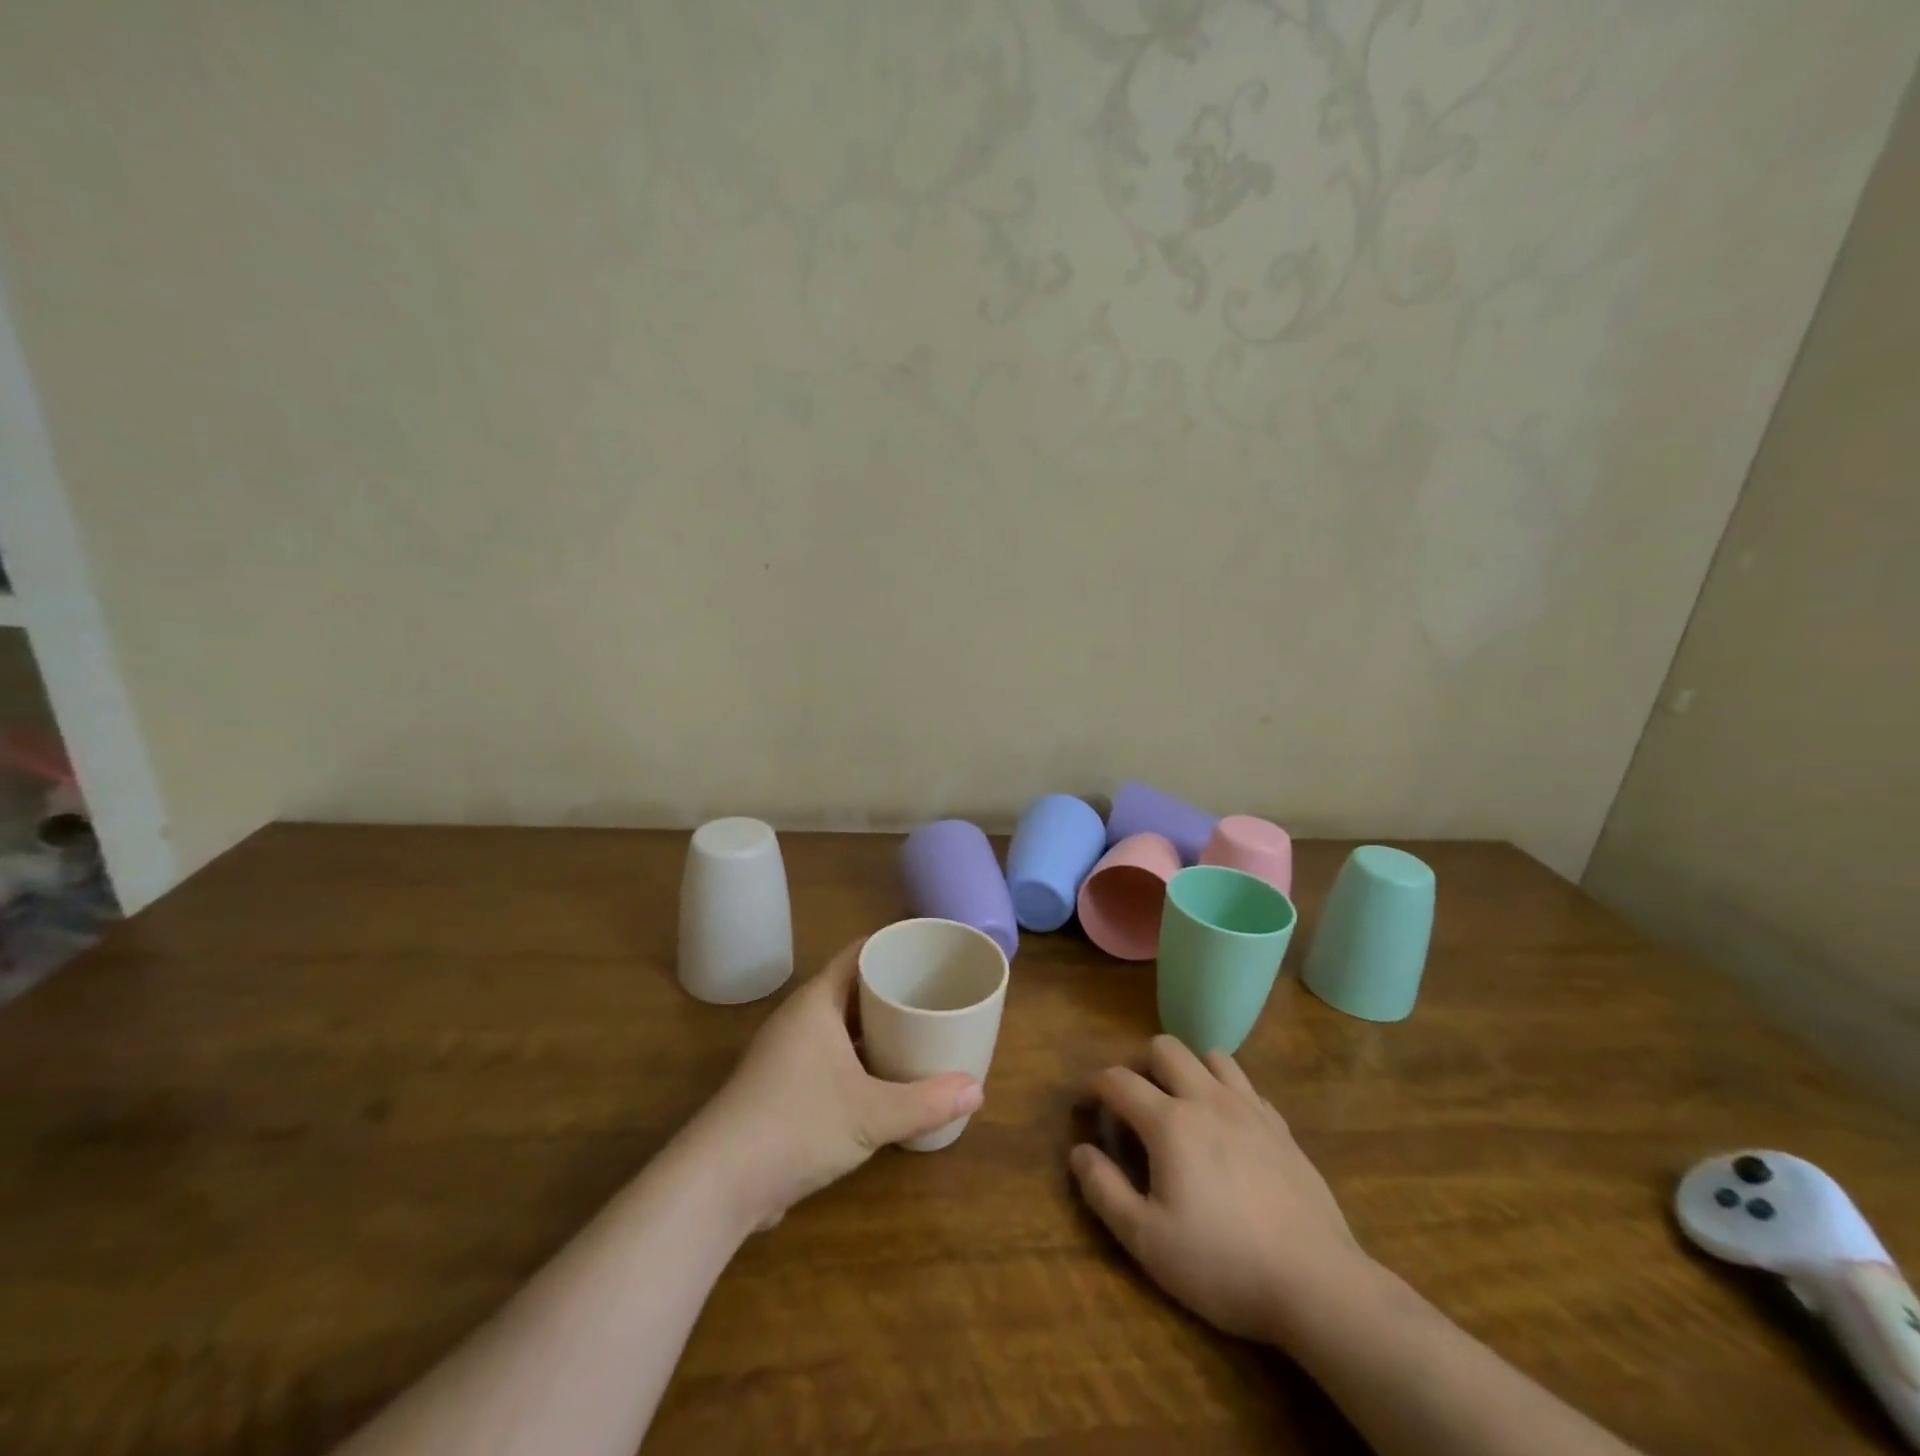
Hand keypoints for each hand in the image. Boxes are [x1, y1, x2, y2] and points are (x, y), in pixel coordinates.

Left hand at [687, 940, 983, 1230]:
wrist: (719, 1183)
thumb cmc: (797, 1124)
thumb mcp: (871, 1114)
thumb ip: (926, 1102)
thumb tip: (977, 1091)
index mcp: (816, 1003)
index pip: (858, 954)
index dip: (892, 945)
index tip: (930, 947)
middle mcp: (800, 1020)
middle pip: (852, 989)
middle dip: (892, 989)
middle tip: (937, 990)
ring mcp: (788, 1055)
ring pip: (840, 1026)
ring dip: (876, 1028)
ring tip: (920, 1030)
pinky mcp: (783, 1089)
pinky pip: (831, 1057)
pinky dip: (860, 1059)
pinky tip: (887, 1078)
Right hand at [1069, 1035, 1375, 1347]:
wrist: (1317, 1284)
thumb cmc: (1223, 1264)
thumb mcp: (1148, 1240)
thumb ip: (1105, 1190)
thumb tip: (1079, 1152)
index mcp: (1170, 1122)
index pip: (1117, 1080)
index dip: (1092, 1086)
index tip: (1083, 1105)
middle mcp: (1207, 1099)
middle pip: (1164, 1048)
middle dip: (1138, 1064)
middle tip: (1132, 1102)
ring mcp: (1250, 1109)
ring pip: (1211, 1056)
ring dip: (1187, 1070)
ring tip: (1180, 1106)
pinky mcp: (1282, 1128)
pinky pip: (1246, 1086)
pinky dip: (1225, 1092)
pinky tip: (1226, 1128)